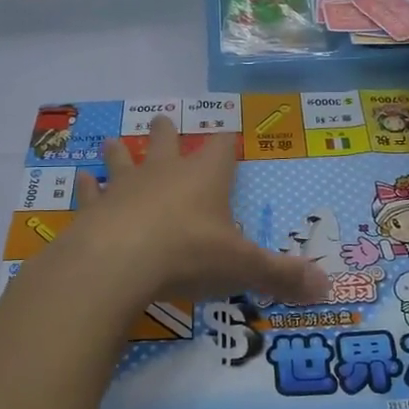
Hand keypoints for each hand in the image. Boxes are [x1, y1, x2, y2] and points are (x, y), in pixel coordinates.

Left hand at [71, 117, 329, 306]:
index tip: (229, 133)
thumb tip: (328, 287)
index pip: (221, 148)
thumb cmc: (187, 254)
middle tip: (163, 121)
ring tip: (113, 142)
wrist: (118, 262)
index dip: (227, 141)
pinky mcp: (94, 210)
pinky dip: (86, 188)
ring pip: (123, 160)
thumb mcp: (242, 267)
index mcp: (204, 178)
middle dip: (167, 133)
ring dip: (120, 153)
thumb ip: (282, 276)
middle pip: (165, 142)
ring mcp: (124, 188)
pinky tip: (80, 181)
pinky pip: (89, 192)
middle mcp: (164, 173)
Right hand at [342, 237, 381, 269]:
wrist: (378, 253)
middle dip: (344, 254)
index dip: (345, 247)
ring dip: (348, 261)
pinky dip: (358, 267)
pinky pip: (358, 266)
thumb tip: (359, 238)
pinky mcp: (362, 263)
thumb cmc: (371, 246)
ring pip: (350, 261)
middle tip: (342, 254)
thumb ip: (362, 240)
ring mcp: (358, 259)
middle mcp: (355, 253)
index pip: (347, 247)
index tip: (343, 247)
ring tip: (347, 261)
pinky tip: (358, 266)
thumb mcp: (366, 242)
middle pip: (346, 254)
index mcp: (355, 247)